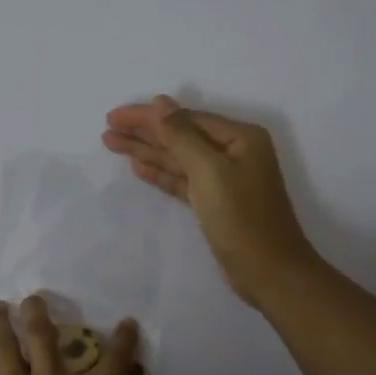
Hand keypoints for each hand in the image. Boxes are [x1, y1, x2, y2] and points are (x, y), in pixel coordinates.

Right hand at [103, 94, 319, 305]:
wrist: (268, 272)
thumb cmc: (241, 217)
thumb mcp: (209, 171)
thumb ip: (181, 135)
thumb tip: (160, 102)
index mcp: (240, 137)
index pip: (186, 119)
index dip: (148, 116)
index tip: (114, 117)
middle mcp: (234, 152)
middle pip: (181, 136)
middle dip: (144, 132)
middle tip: (107, 128)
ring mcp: (225, 179)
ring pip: (178, 159)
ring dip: (147, 151)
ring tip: (112, 143)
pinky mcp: (215, 203)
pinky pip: (183, 180)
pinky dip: (161, 173)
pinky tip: (137, 166)